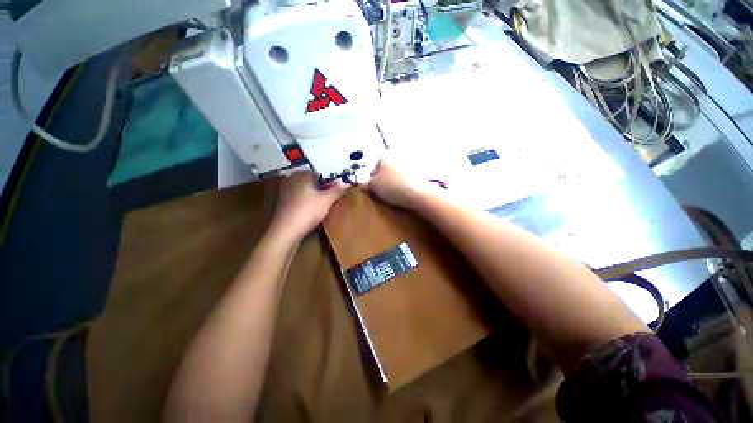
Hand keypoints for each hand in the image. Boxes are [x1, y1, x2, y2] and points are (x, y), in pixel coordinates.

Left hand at [271, 171, 347, 239]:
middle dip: (322, 189)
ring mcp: (285, 191)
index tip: (336, 192)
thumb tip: (346, 183)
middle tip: (331, 199)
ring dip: (314, 197)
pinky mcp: (283, 202)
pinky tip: (311, 212)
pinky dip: (306, 203)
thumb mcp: (327, 200)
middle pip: (312, 182)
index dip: (329, 183)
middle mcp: (292, 179)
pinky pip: (299, 199)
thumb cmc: (309, 210)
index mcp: (302, 174)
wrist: (287, 230)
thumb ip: (337, 190)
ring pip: (306, 191)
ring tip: (323, 207)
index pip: (320, 174)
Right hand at [364, 156, 433, 208]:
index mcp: (384, 156)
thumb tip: (364, 184)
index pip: (373, 171)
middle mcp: (397, 156)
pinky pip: (407, 179)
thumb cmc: (391, 187)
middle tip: (384, 193)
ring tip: (395, 195)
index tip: (375, 192)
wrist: (417, 192)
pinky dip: (404, 184)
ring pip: (396, 175)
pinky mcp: (420, 172)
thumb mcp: (373, 186)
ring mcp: (410, 163)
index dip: (372, 183)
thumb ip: (366, 184)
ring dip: (394, 183)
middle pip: (386, 172)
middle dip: (384, 181)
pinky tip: (405, 193)